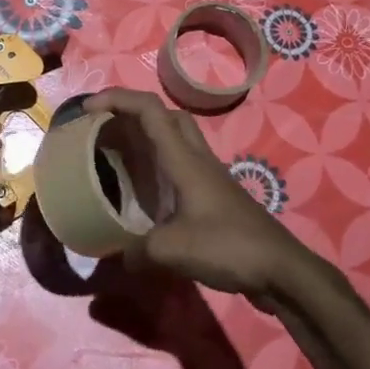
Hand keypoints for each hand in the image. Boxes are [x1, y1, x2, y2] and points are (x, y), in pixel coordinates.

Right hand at [84, 88, 306, 305]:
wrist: (281, 270)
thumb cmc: (229, 247)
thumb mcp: (172, 251)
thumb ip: (136, 251)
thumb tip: (114, 257)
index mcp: (184, 159)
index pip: (150, 110)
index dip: (117, 99)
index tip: (88, 109)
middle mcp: (196, 158)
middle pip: (166, 116)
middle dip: (132, 113)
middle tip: (106, 131)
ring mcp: (209, 176)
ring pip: (176, 138)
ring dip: (146, 138)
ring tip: (119, 157)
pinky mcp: (214, 195)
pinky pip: (181, 165)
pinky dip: (159, 166)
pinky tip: (146, 193)